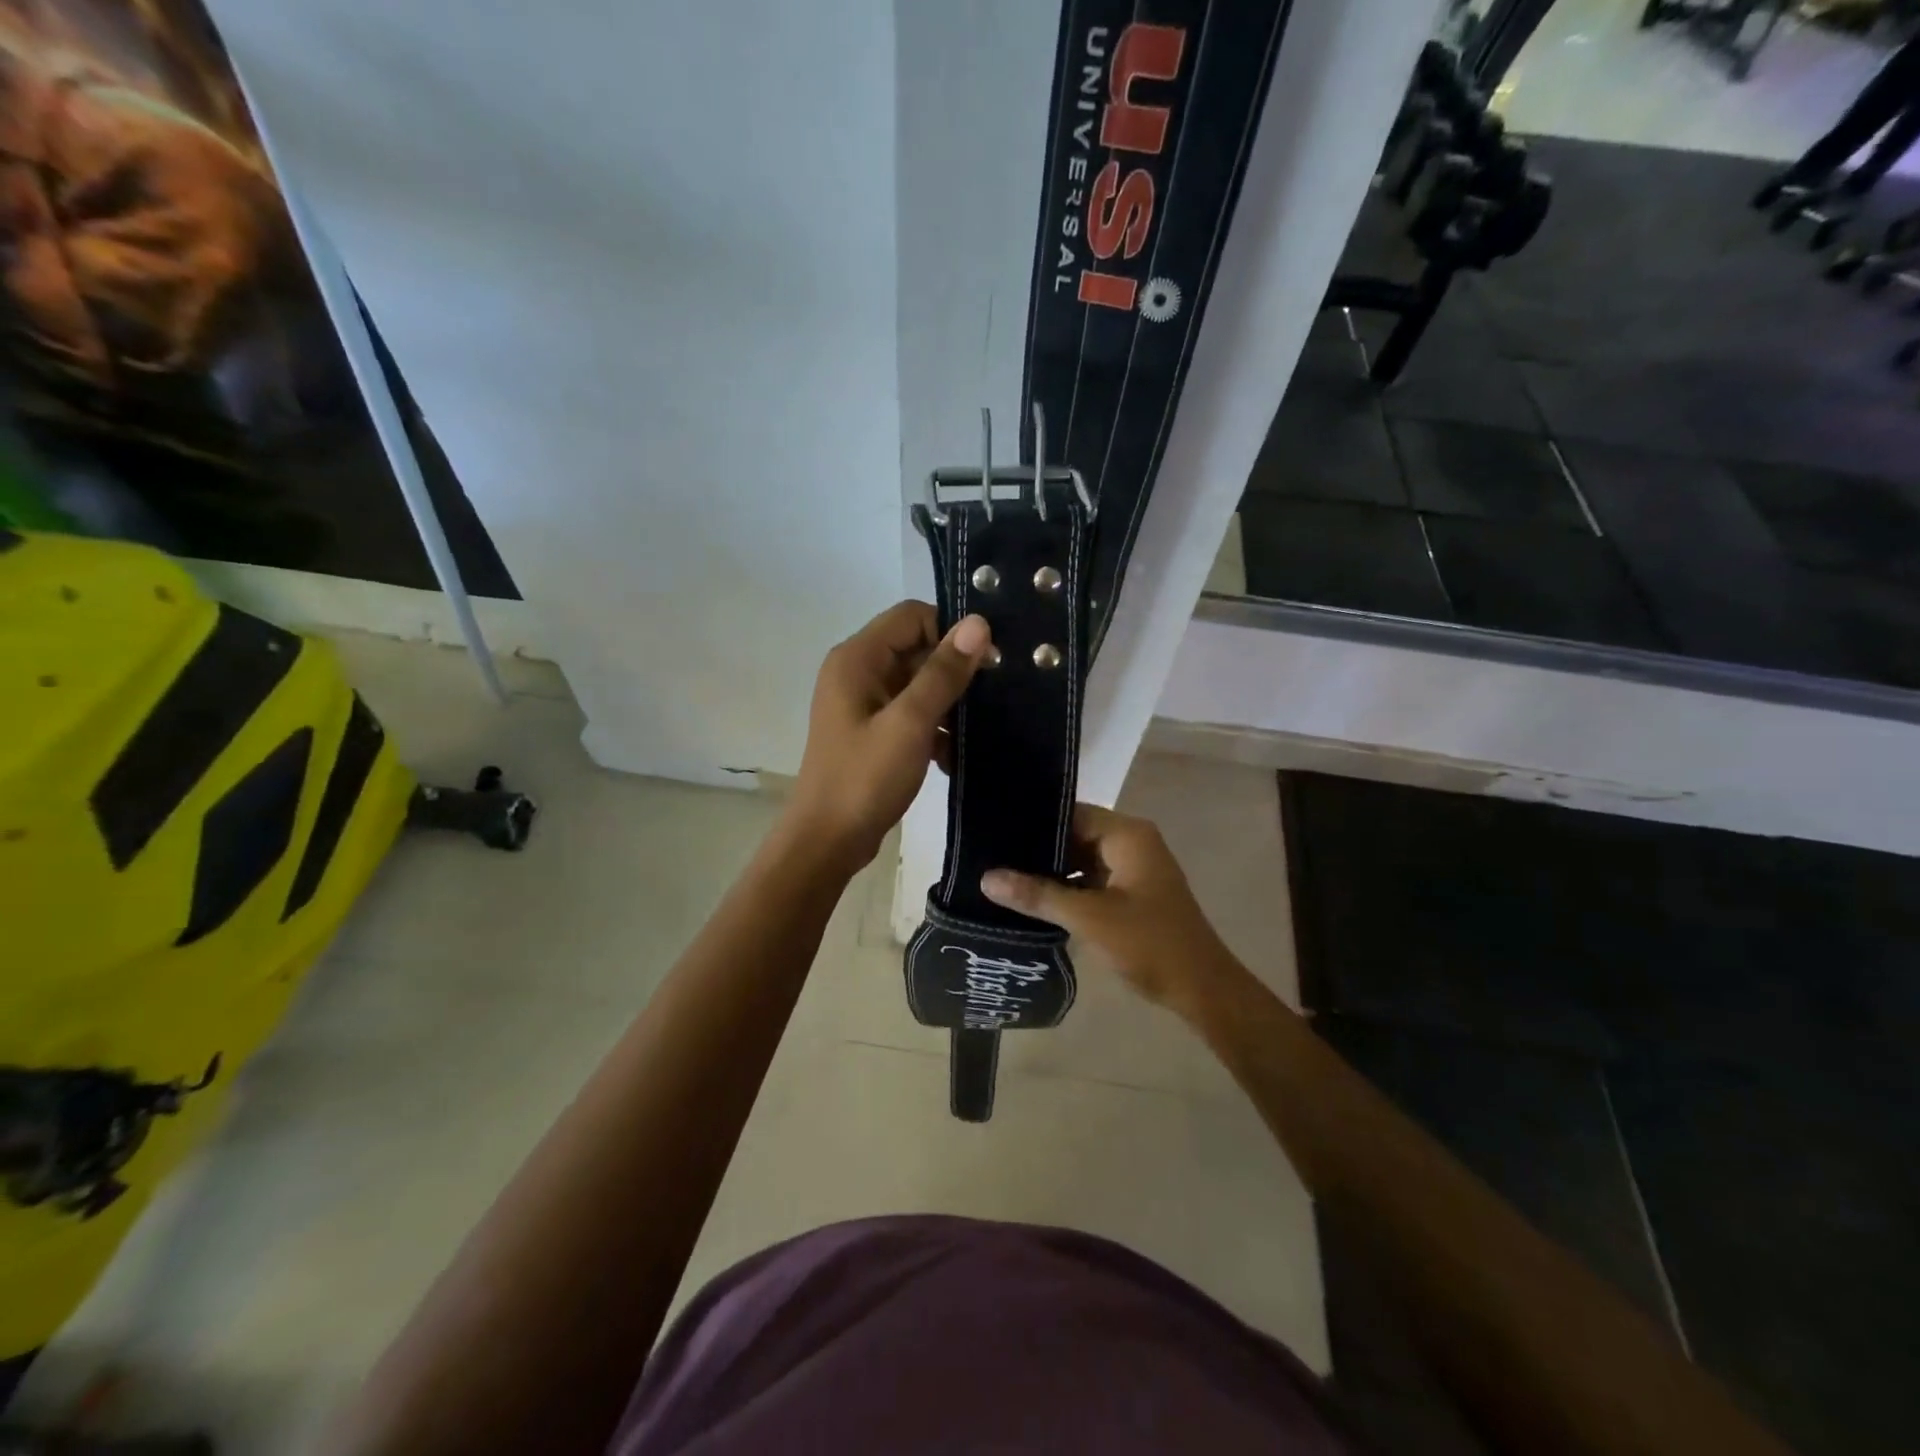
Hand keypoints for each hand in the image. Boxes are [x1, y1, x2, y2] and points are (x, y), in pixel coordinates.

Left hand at [787, 601, 992, 869]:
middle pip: (916, 649)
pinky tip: (954, 757)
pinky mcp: (872, 732)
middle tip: (995, 696)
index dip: (951, 631)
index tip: (988, 661)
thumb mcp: (910, 723)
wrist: (827, 841)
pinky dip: (934, 729)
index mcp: (857, 659)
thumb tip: (978, 623)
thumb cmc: (864, 778)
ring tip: (980, 731)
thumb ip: (943, 672)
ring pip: (917, 685)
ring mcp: (863, 704)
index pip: (912, 617)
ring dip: (948, 704)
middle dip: (953, 671)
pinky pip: (910, 714)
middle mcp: (857, 672)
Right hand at [980, 805, 1244, 1018]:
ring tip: (1003, 875)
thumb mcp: (1090, 918)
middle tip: (990, 855)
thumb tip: (987, 878)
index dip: (1034, 821)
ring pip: (1081, 859)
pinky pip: (1091, 880)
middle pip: (1075, 834)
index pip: (1072, 813)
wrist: (1202, 990)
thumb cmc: (1150, 943)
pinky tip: (1032, 899)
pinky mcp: (1131, 894)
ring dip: (1050, 871)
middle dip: (1038, 848)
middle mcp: (1132, 843)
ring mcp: (1133, 869)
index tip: (995, 831)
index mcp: (1128, 835)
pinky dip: (1067, 888)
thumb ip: (1039, 895)